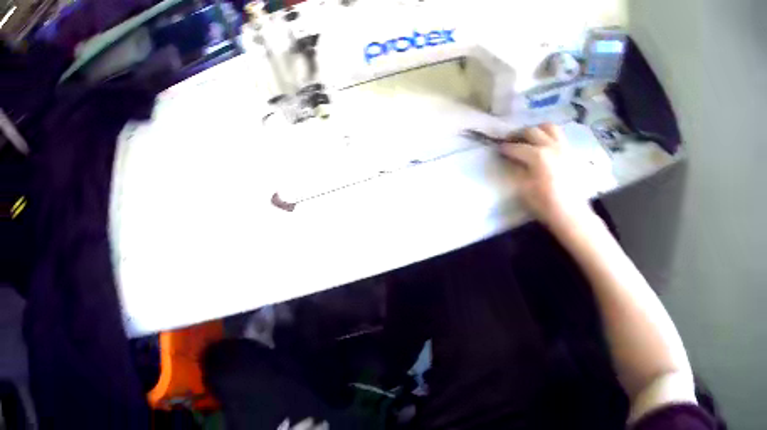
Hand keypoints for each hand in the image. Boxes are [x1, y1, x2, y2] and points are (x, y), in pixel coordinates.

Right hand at [500, 123, 593, 227]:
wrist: (572, 214)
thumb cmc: (546, 205)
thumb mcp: (525, 190)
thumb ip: (518, 172)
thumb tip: (513, 162)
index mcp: (537, 156)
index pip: (516, 148)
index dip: (505, 148)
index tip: (499, 149)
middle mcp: (550, 146)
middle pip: (531, 131)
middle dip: (519, 134)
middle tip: (512, 140)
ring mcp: (563, 147)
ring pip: (549, 127)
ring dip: (538, 129)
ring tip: (532, 137)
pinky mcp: (572, 153)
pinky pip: (560, 137)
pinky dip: (551, 136)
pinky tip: (547, 145)